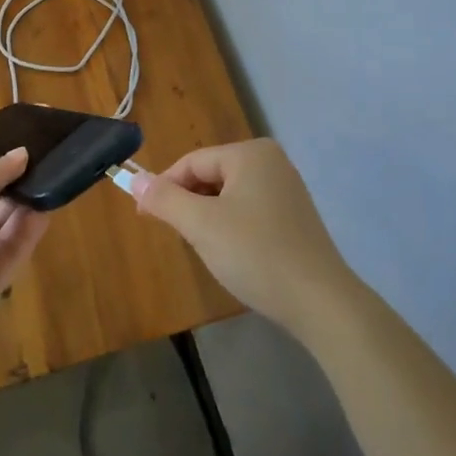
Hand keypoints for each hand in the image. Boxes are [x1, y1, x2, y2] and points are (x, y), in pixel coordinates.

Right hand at [134, 139, 353, 337]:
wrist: (321, 302)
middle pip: (210, 176)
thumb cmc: (256, 254)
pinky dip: (231, 226)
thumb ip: (164, 199)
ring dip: (208, 217)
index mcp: (250, 153)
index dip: (164, 187)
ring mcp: (286, 188)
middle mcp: (270, 161)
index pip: (192, 162)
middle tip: (176, 236)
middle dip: (188, 203)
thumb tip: (134, 180)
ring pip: (228, 195)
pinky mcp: (294, 215)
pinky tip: (232, 253)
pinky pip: (248, 209)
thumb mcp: (201, 225)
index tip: (142, 216)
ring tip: (204, 248)